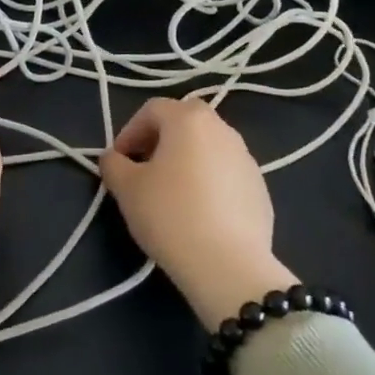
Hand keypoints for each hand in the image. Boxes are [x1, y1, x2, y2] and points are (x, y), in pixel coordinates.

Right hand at [99, 97, 297, 327]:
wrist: (228, 264)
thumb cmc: (170, 215)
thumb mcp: (127, 189)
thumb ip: (114, 165)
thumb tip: (114, 159)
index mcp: (189, 119)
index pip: (152, 110)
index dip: (129, 131)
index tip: (119, 160)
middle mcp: (222, 129)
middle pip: (185, 121)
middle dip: (160, 139)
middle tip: (144, 168)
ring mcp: (247, 158)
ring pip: (209, 146)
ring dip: (187, 159)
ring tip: (171, 192)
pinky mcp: (260, 188)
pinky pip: (226, 173)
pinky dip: (209, 181)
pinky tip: (199, 213)